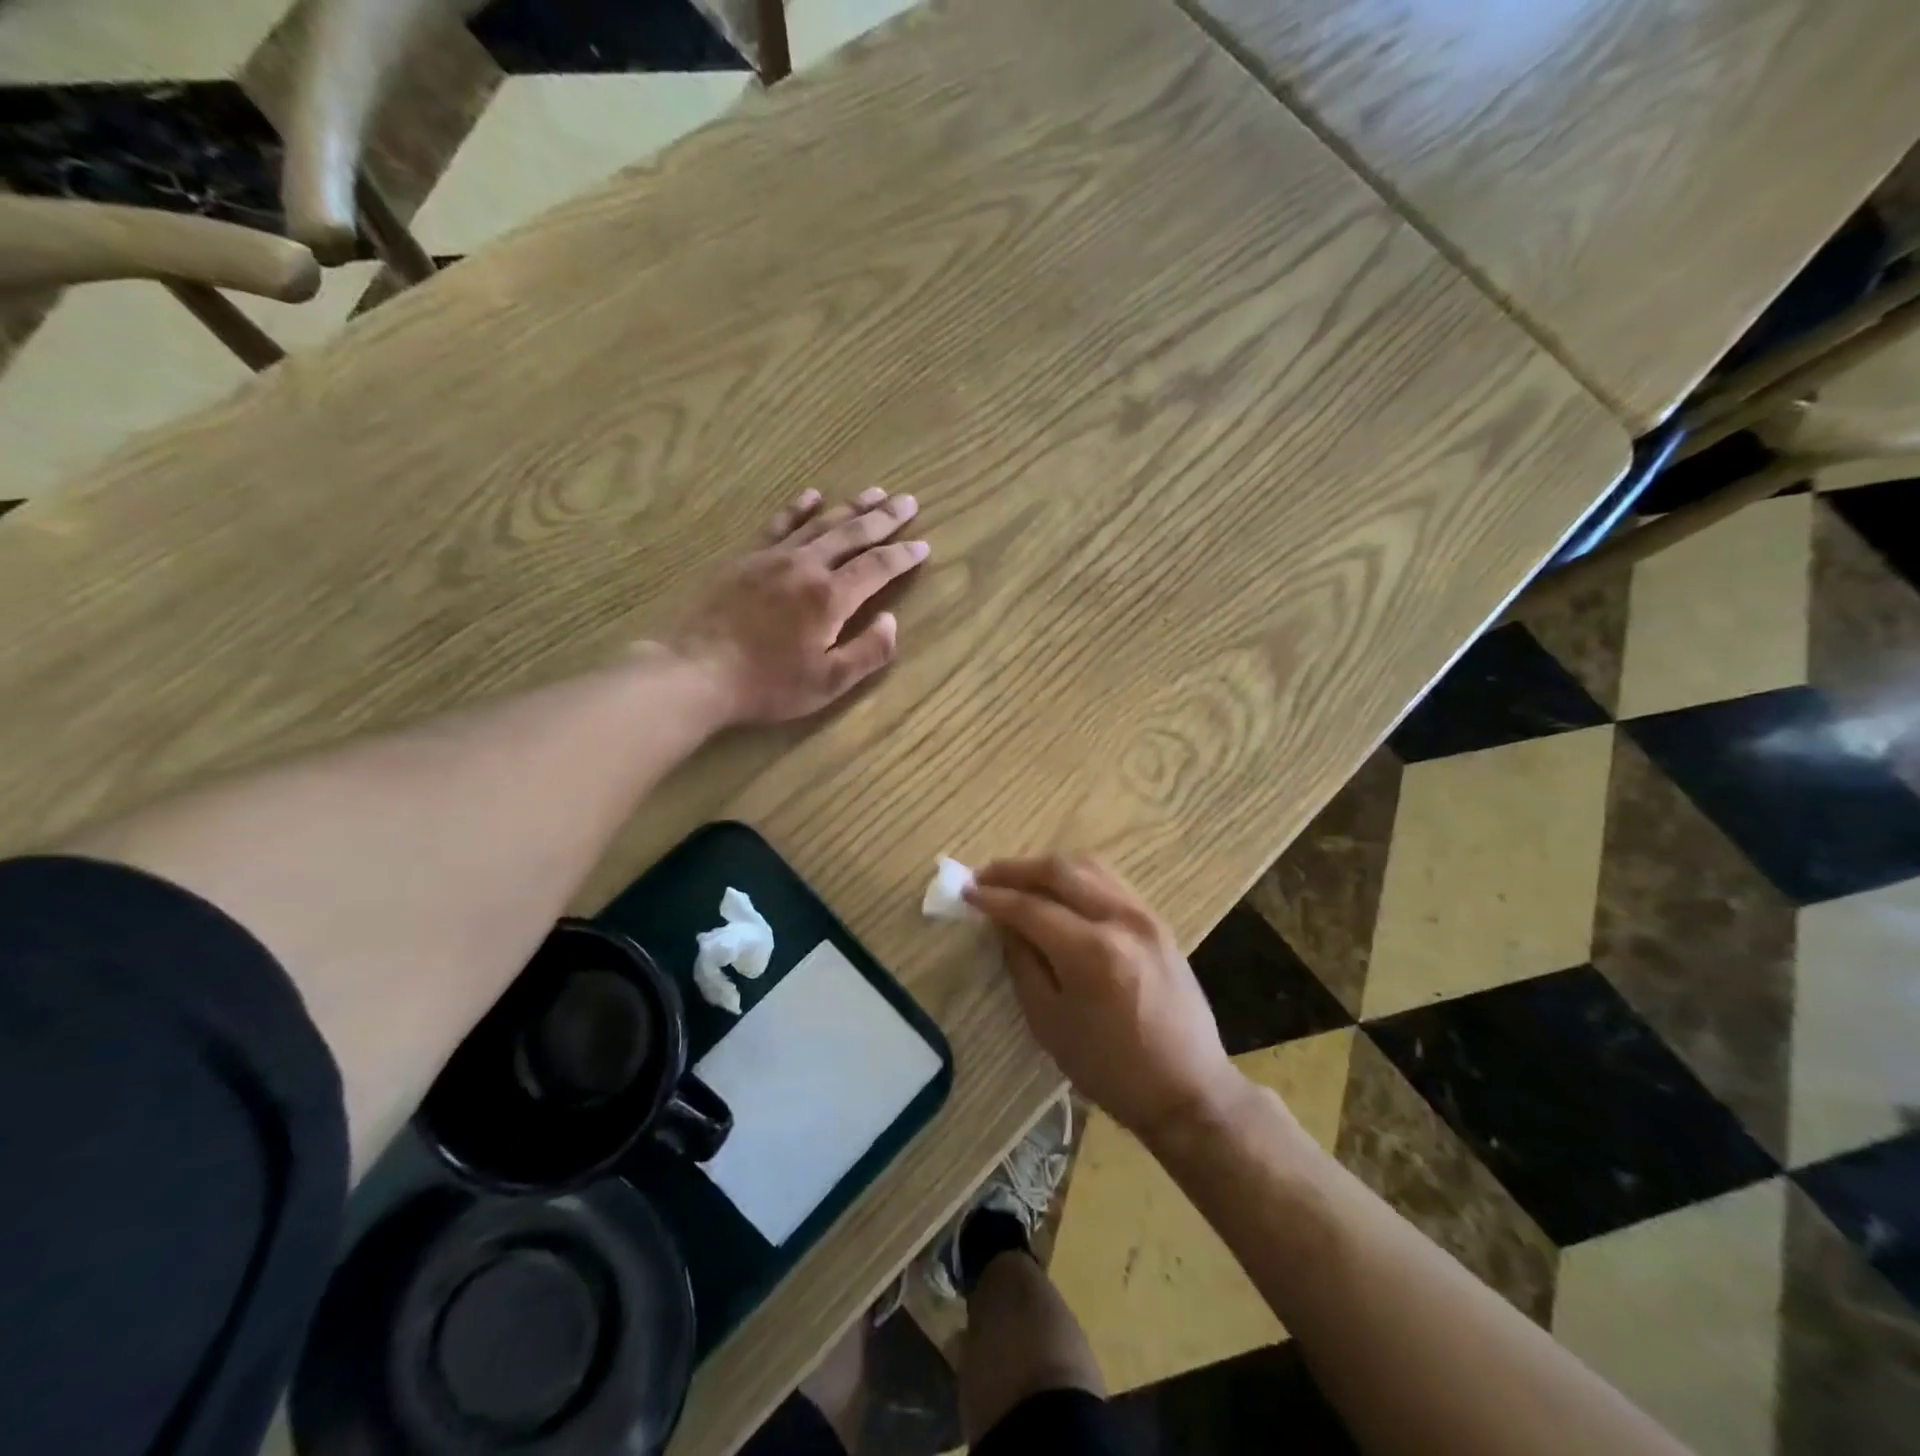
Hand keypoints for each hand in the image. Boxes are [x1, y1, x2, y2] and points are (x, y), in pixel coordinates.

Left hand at [666, 486, 928, 724]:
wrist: (698, 671)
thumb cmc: (769, 684)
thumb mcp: (829, 682)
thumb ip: (868, 652)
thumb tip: (891, 622)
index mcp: (831, 597)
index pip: (877, 567)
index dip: (904, 555)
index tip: (924, 545)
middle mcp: (807, 566)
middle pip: (853, 534)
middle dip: (884, 518)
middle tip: (908, 501)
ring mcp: (773, 557)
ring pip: (820, 523)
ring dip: (850, 506)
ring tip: (875, 492)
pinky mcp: (746, 558)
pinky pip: (778, 523)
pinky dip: (798, 508)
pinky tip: (812, 495)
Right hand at [966, 856, 1242, 1146]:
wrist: (1188, 1089)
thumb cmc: (1110, 1070)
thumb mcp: (1050, 1024)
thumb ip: (1023, 964)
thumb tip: (1004, 923)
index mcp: (1092, 952)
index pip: (1030, 908)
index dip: (994, 897)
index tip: (965, 892)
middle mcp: (1121, 919)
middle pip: (1060, 872)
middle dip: (1016, 870)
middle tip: (984, 877)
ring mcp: (1145, 915)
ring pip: (1088, 867)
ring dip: (1047, 868)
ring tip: (1016, 879)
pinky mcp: (1158, 921)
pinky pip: (1110, 882)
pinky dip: (1077, 877)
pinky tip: (1058, 890)